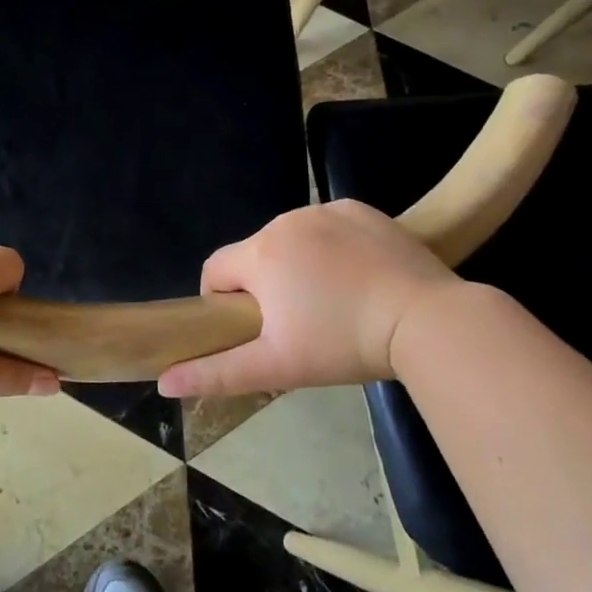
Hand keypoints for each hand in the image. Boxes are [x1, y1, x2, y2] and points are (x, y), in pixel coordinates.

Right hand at [157, 200, 463, 397]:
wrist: (427, 320)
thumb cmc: (343, 344)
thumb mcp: (278, 366)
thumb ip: (217, 373)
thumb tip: (164, 382)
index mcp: (259, 254)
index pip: (215, 270)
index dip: (221, 300)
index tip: (249, 328)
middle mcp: (284, 221)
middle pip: (255, 254)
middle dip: (265, 284)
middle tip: (297, 324)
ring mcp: (325, 210)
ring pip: (292, 239)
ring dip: (298, 264)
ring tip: (332, 301)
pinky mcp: (360, 209)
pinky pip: (328, 225)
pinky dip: (332, 246)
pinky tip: (358, 275)